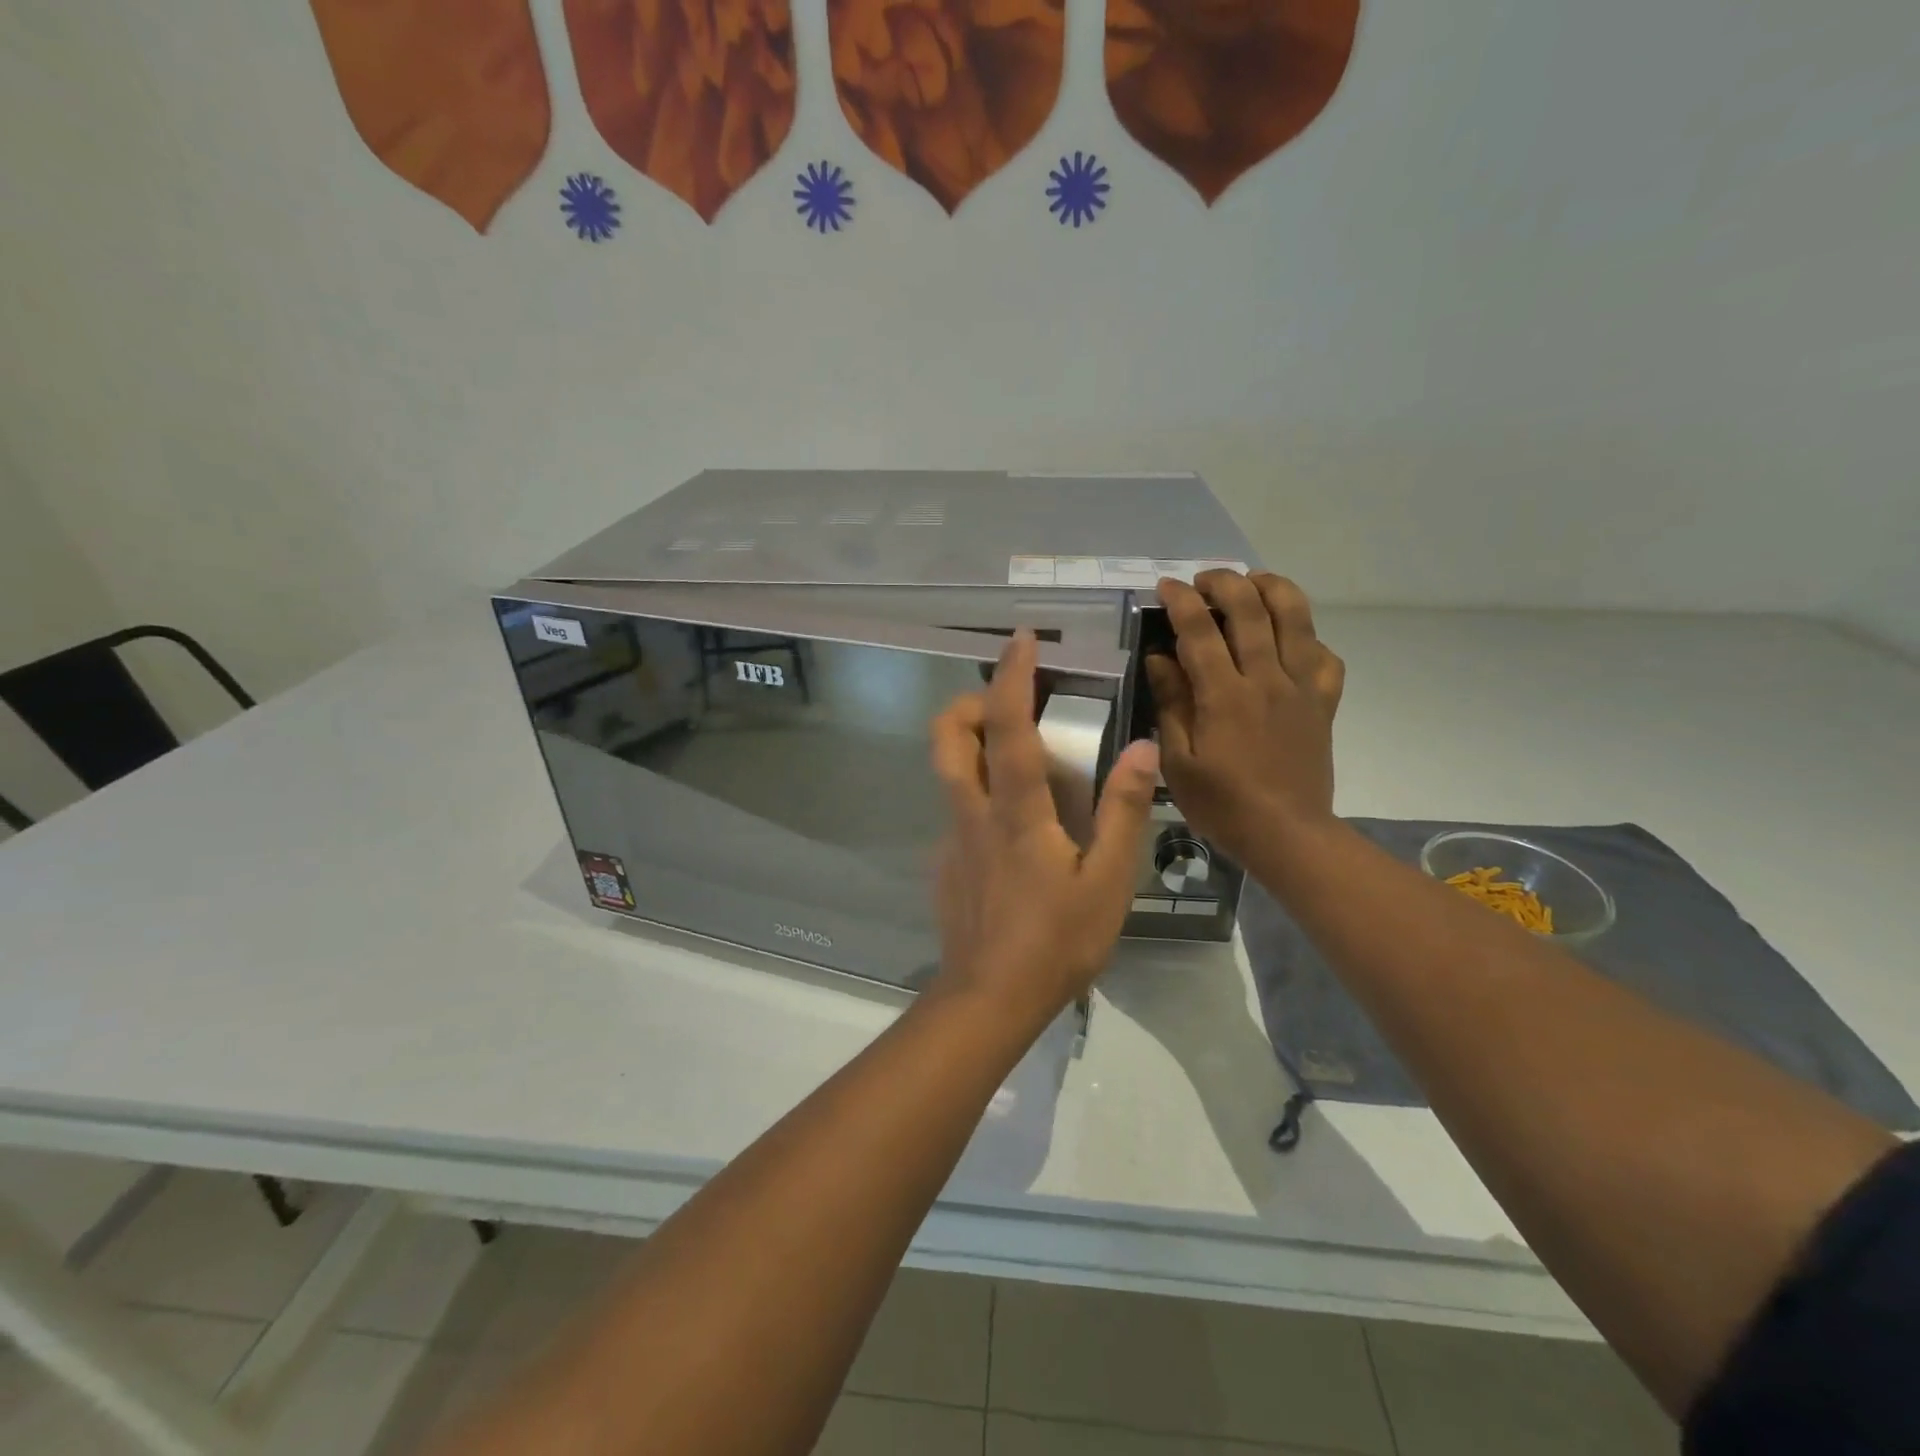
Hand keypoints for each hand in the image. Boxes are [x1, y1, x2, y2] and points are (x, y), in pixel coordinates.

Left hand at [929, 631, 1160, 1029]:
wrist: (988, 999)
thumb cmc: (1056, 942)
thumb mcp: (1109, 881)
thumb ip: (1124, 811)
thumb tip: (1142, 748)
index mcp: (1015, 810)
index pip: (1005, 724)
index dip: (1011, 675)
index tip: (1022, 639)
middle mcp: (972, 811)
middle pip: (947, 734)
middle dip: (969, 700)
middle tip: (1009, 701)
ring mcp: (951, 838)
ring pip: (947, 770)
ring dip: (972, 743)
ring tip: (1017, 756)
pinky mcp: (944, 863)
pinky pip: (957, 810)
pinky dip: (980, 794)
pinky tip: (1014, 831)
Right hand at [1145, 571, 1344, 866]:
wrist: (1287, 834)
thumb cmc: (1222, 804)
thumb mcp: (1178, 761)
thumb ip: (1171, 704)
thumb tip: (1160, 658)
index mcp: (1225, 696)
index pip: (1200, 630)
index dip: (1181, 600)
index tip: (1166, 585)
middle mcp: (1267, 680)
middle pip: (1252, 609)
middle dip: (1225, 582)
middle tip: (1203, 580)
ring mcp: (1302, 688)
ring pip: (1296, 618)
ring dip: (1273, 589)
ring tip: (1252, 584)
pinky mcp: (1324, 702)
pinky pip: (1325, 655)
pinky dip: (1307, 636)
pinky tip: (1290, 639)